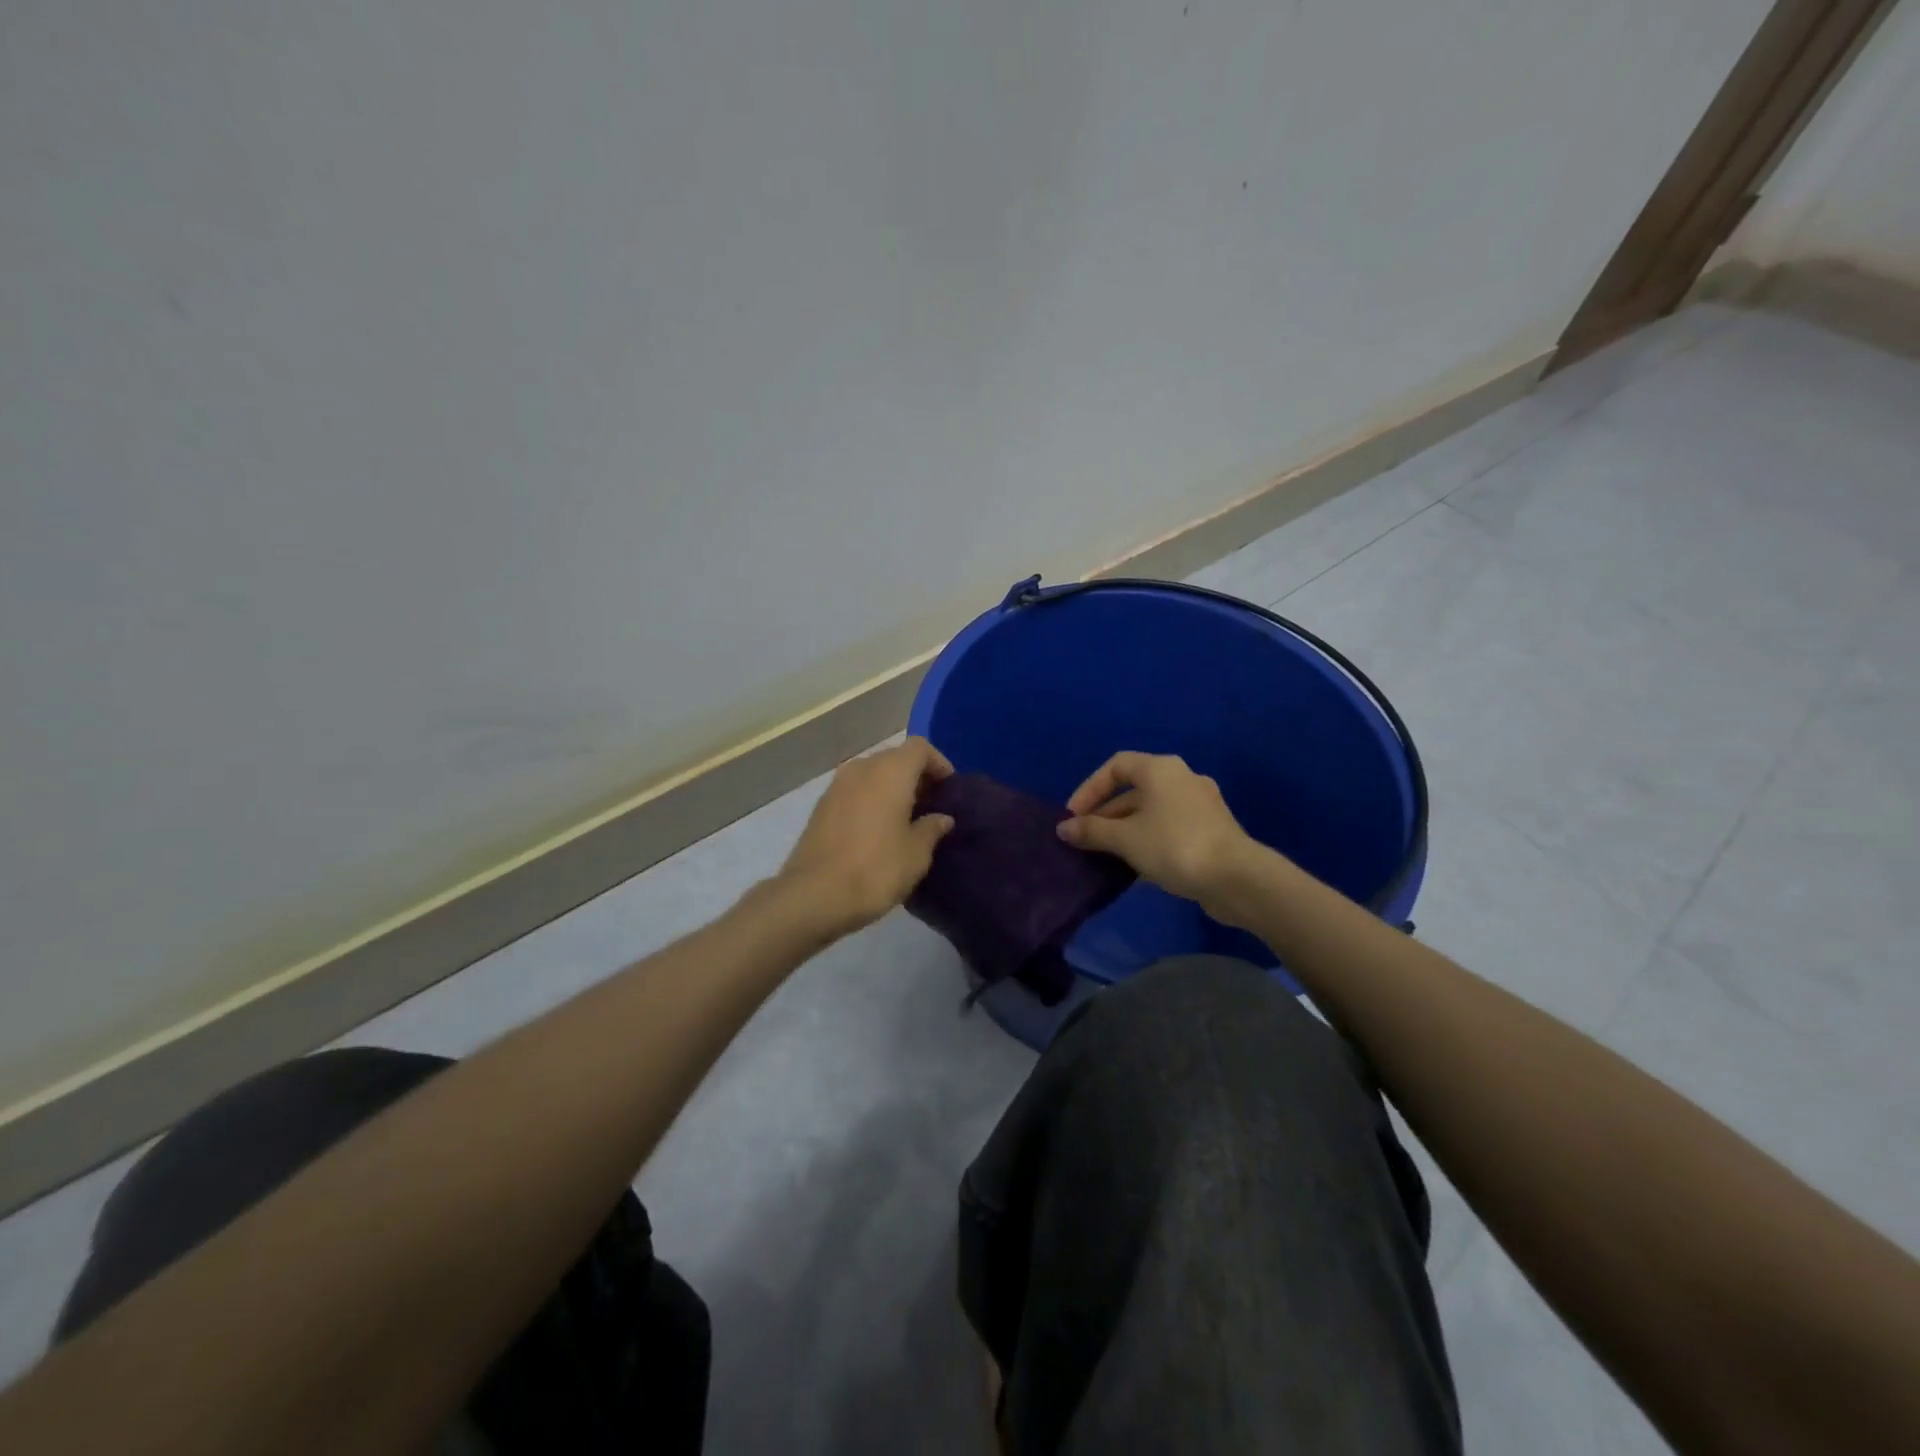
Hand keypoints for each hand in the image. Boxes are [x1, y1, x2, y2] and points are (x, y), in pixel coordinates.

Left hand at [778, 737, 955, 936]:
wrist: (814, 895)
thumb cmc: (876, 868)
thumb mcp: (917, 854)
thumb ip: (932, 829)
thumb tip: (941, 818)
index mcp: (890, 771)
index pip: (920, 748)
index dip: (939, 763)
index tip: (949, 789)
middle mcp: (862, 768)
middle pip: (895, 758)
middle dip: (915, 776)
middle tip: (931, 805)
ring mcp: (837, 785)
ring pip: (872, 774)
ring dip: (891, 788)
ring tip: (906, 819)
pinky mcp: (821, 806)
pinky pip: (855, 791)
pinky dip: (871, 800)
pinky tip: (878, 830)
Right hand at [1057, 752, 1259, 914]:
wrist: (1236, 878)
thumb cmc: (1173, 845)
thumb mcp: (1124, 838)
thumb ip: (1091, 830)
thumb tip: (1064, 828)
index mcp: (1160, 769)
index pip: (1115, 766)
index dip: (1089, 788)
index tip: (1074, 816)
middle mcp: (1182, 778)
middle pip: (1134, 789)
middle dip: (1106, 813)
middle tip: (1087, 838)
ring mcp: (1201, 804)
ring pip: (1153, 810)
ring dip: (1127, 829)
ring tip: (1107, 854)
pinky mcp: (1212, 829)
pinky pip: (1170, 826)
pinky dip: (1149, 839)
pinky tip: (1137, 865)